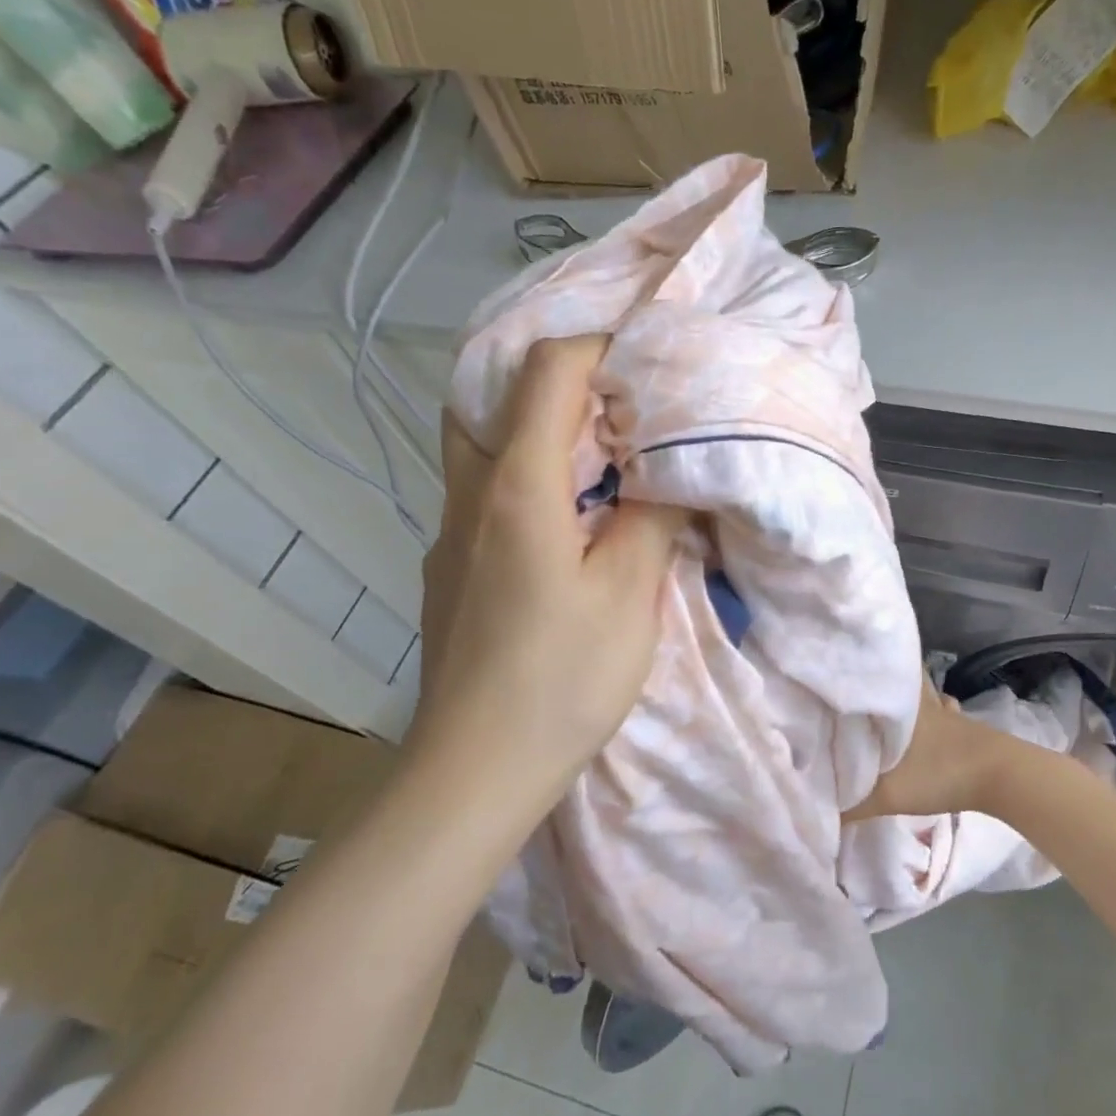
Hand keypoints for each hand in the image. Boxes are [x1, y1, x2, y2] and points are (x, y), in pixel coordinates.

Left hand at [411, 336, 686, 793]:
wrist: (474, 769)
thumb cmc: (561, 678)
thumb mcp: (630, 593)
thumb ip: (652, 516)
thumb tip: (666, 470)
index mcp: (519, 484)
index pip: (547, 370)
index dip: (599, 345)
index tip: (648, 359)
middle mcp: (470, 493)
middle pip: (494, 395)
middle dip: (557, 380)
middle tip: (617, 402)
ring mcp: (450, 532)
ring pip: (480, 445)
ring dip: (535, 429)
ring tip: (596, 453)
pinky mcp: (449, 568)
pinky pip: (483, 493)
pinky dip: (524, 478)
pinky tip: (564, 522)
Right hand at [845, 680, 1005, 820]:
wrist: (1003, 777)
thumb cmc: (941, 773)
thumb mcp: (888, 795)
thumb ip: (850, 806)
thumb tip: (814, 810)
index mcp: (901, 705)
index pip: (876, 671)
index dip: (858, 667)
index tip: (836, 666)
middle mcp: (923, 701)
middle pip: (901, 678)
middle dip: (884, 680)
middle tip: (863, 683)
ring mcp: (947, 713)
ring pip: (923, 695)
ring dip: (909, 698)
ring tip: (890, 705)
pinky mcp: (965, 728)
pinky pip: (941, 713)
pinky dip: (935, 714)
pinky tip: (930, 727)